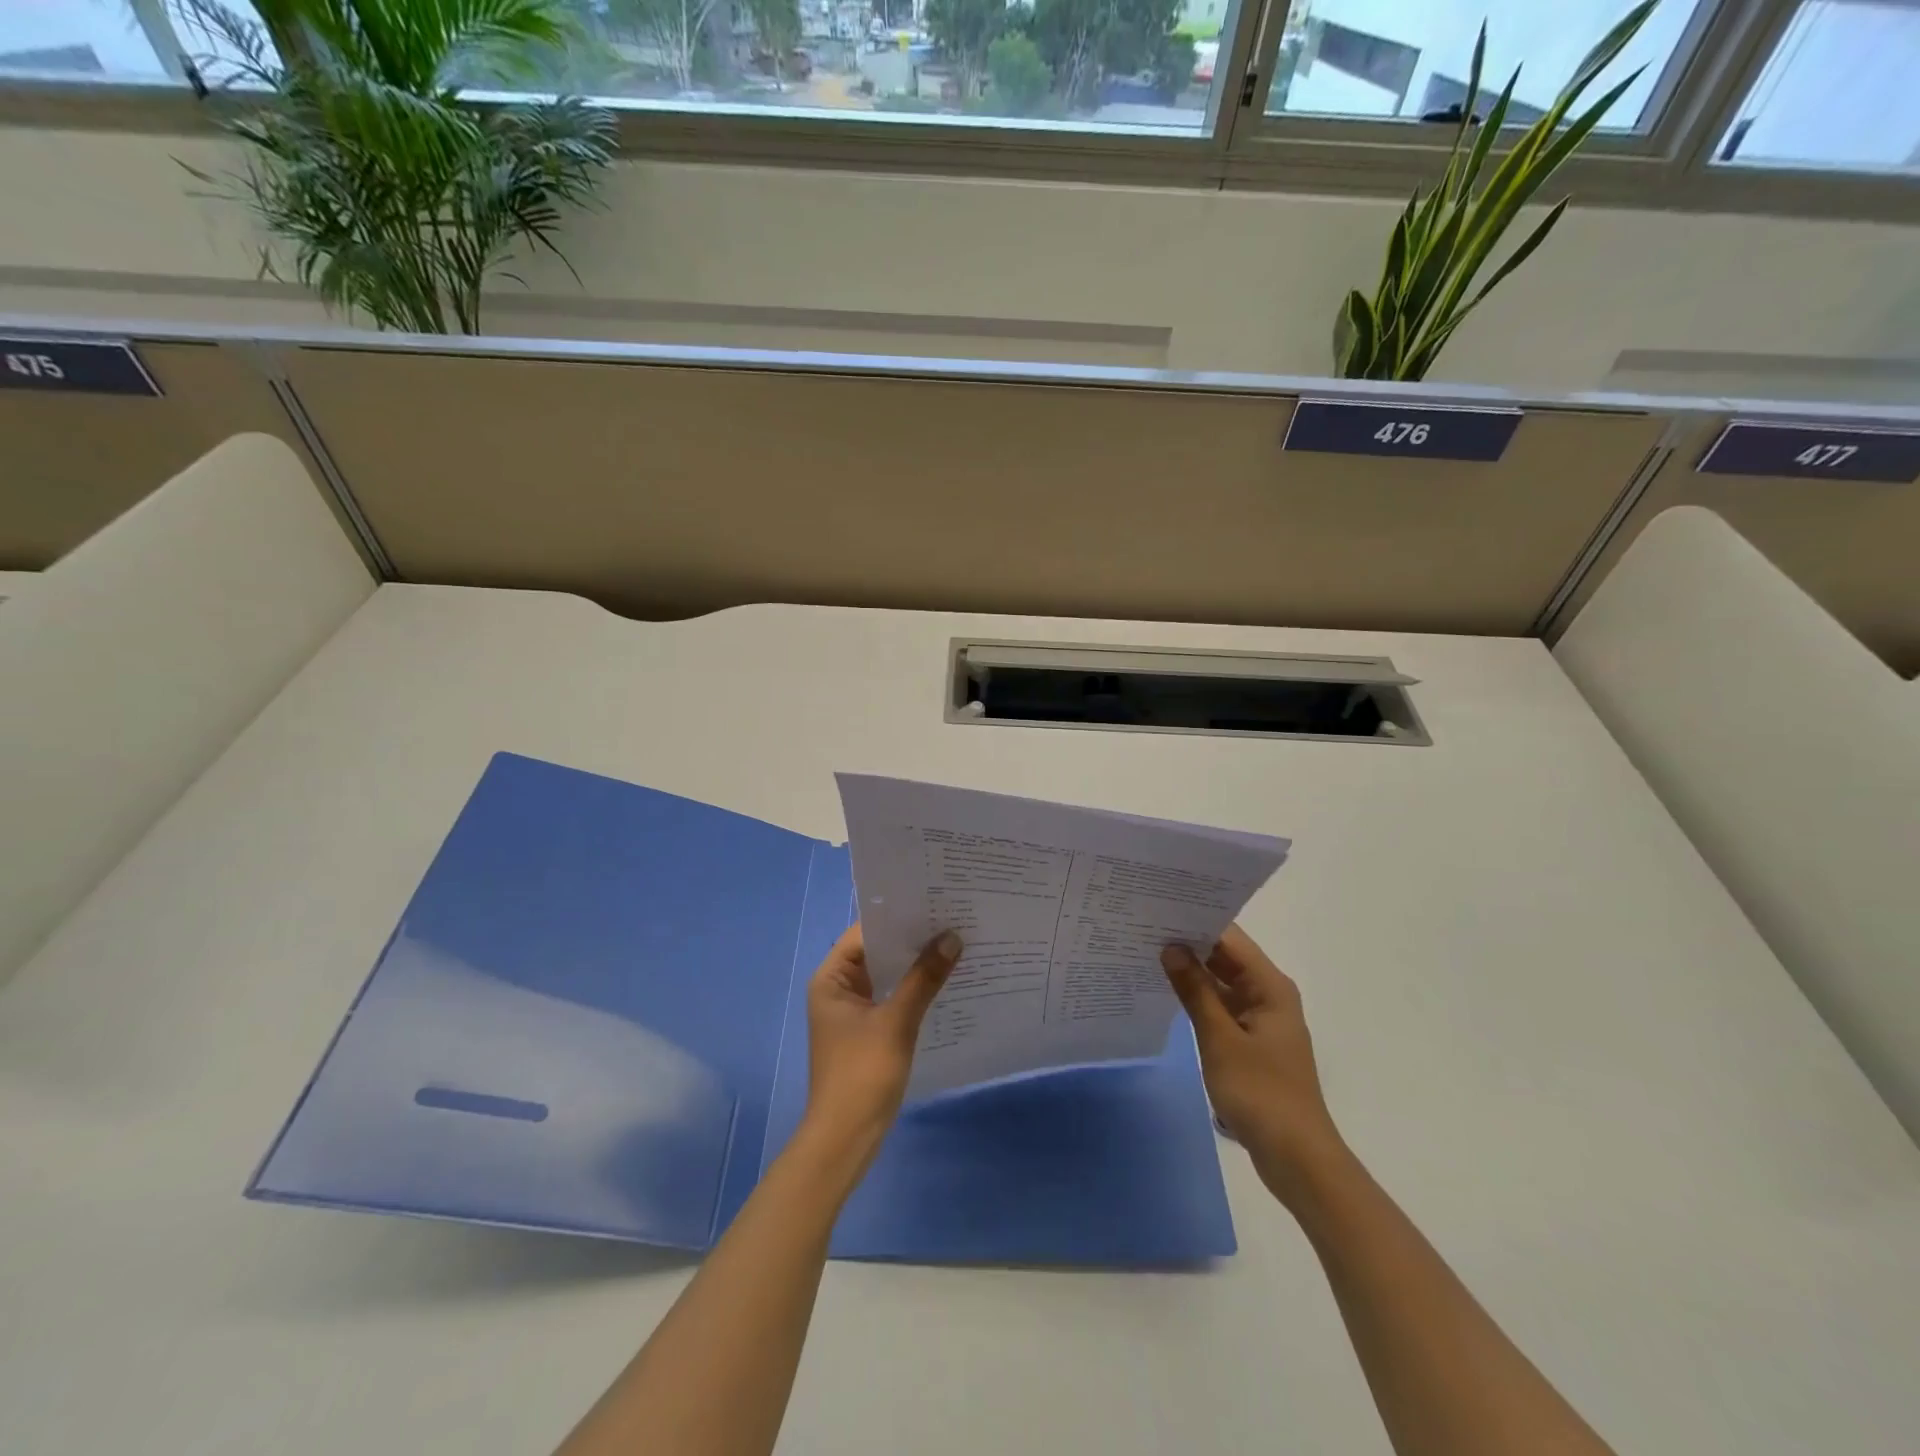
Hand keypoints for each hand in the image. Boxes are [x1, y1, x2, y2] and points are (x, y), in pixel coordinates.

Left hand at [803, 923, 961, 1159]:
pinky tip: (945, 983)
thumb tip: (952, 937)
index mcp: (831, 979)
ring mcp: (853, 1012)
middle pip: (877, 953)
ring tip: (955, 945)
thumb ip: (924, 978)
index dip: (897, 918)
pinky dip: (914, 990)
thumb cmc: (862, 1073)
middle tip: (952, 920)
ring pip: (887, 976)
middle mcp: (838, 989)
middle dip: (912, 940)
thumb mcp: (897, 1021)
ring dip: (915, 966)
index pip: (864, 933)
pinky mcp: (868, 1032)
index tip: (933, 904)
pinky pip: (893, 998)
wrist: (846, 1139)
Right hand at [1162, 924, 1341, 1197]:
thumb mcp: (1220, 1038)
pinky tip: (1167, 993)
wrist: (1296, 1157)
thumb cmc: (1260, 1092)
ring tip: (1147, 953)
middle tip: (1143, 928)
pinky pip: (1221, 1007)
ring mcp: (1260, 1019)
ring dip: (1191, 972)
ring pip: (1221, 983)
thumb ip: (1194, 990)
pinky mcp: (1251, 1042)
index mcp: (1270, 986)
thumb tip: (1170, 947)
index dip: (1196, 921)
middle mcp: (1268, 995)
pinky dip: (1198, 999)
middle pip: (1225, 957)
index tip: (1157, 909)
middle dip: (1188, 944)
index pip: (1229, 938)